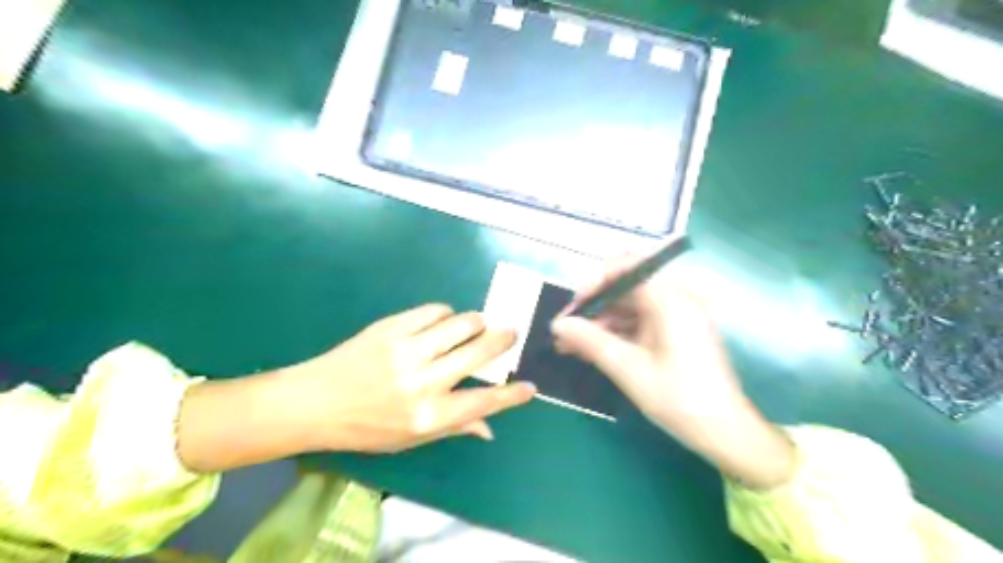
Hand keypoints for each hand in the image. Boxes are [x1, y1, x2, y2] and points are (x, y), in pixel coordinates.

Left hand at [276, 304, 536, 452]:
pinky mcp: (391, 327)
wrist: (315, 401)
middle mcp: (422, 381)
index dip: (512, 395)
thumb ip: (454, 427)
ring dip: (477, 323)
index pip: (483, 402)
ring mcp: (406, 350)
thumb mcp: (410, 439)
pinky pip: (433, 311)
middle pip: (478, 353)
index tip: (530, 386)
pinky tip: (444, 321)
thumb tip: (490, 428)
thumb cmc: (365, 428)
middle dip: (503, 340)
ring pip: (460, 324)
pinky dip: (447, 314)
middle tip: (512, 332)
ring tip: (478, 326)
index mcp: (428, 416)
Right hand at [546, 256, 794, 489]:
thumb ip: (591, 341)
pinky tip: (593, 352)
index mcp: (670, 298)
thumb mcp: (628, 369)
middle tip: (564, 333)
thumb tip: (558, 324)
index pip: (624, 269)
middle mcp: (675, 298)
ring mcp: (677, 316)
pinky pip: (639, 323)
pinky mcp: (676, 332)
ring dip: (600, 324)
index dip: (594, 284)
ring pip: (629, 307)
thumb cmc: (679, 399)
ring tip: (570, 347)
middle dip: (592, 309)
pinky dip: (616, 334)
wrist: (725, 433)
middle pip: (624, 289)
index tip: (572, 310)